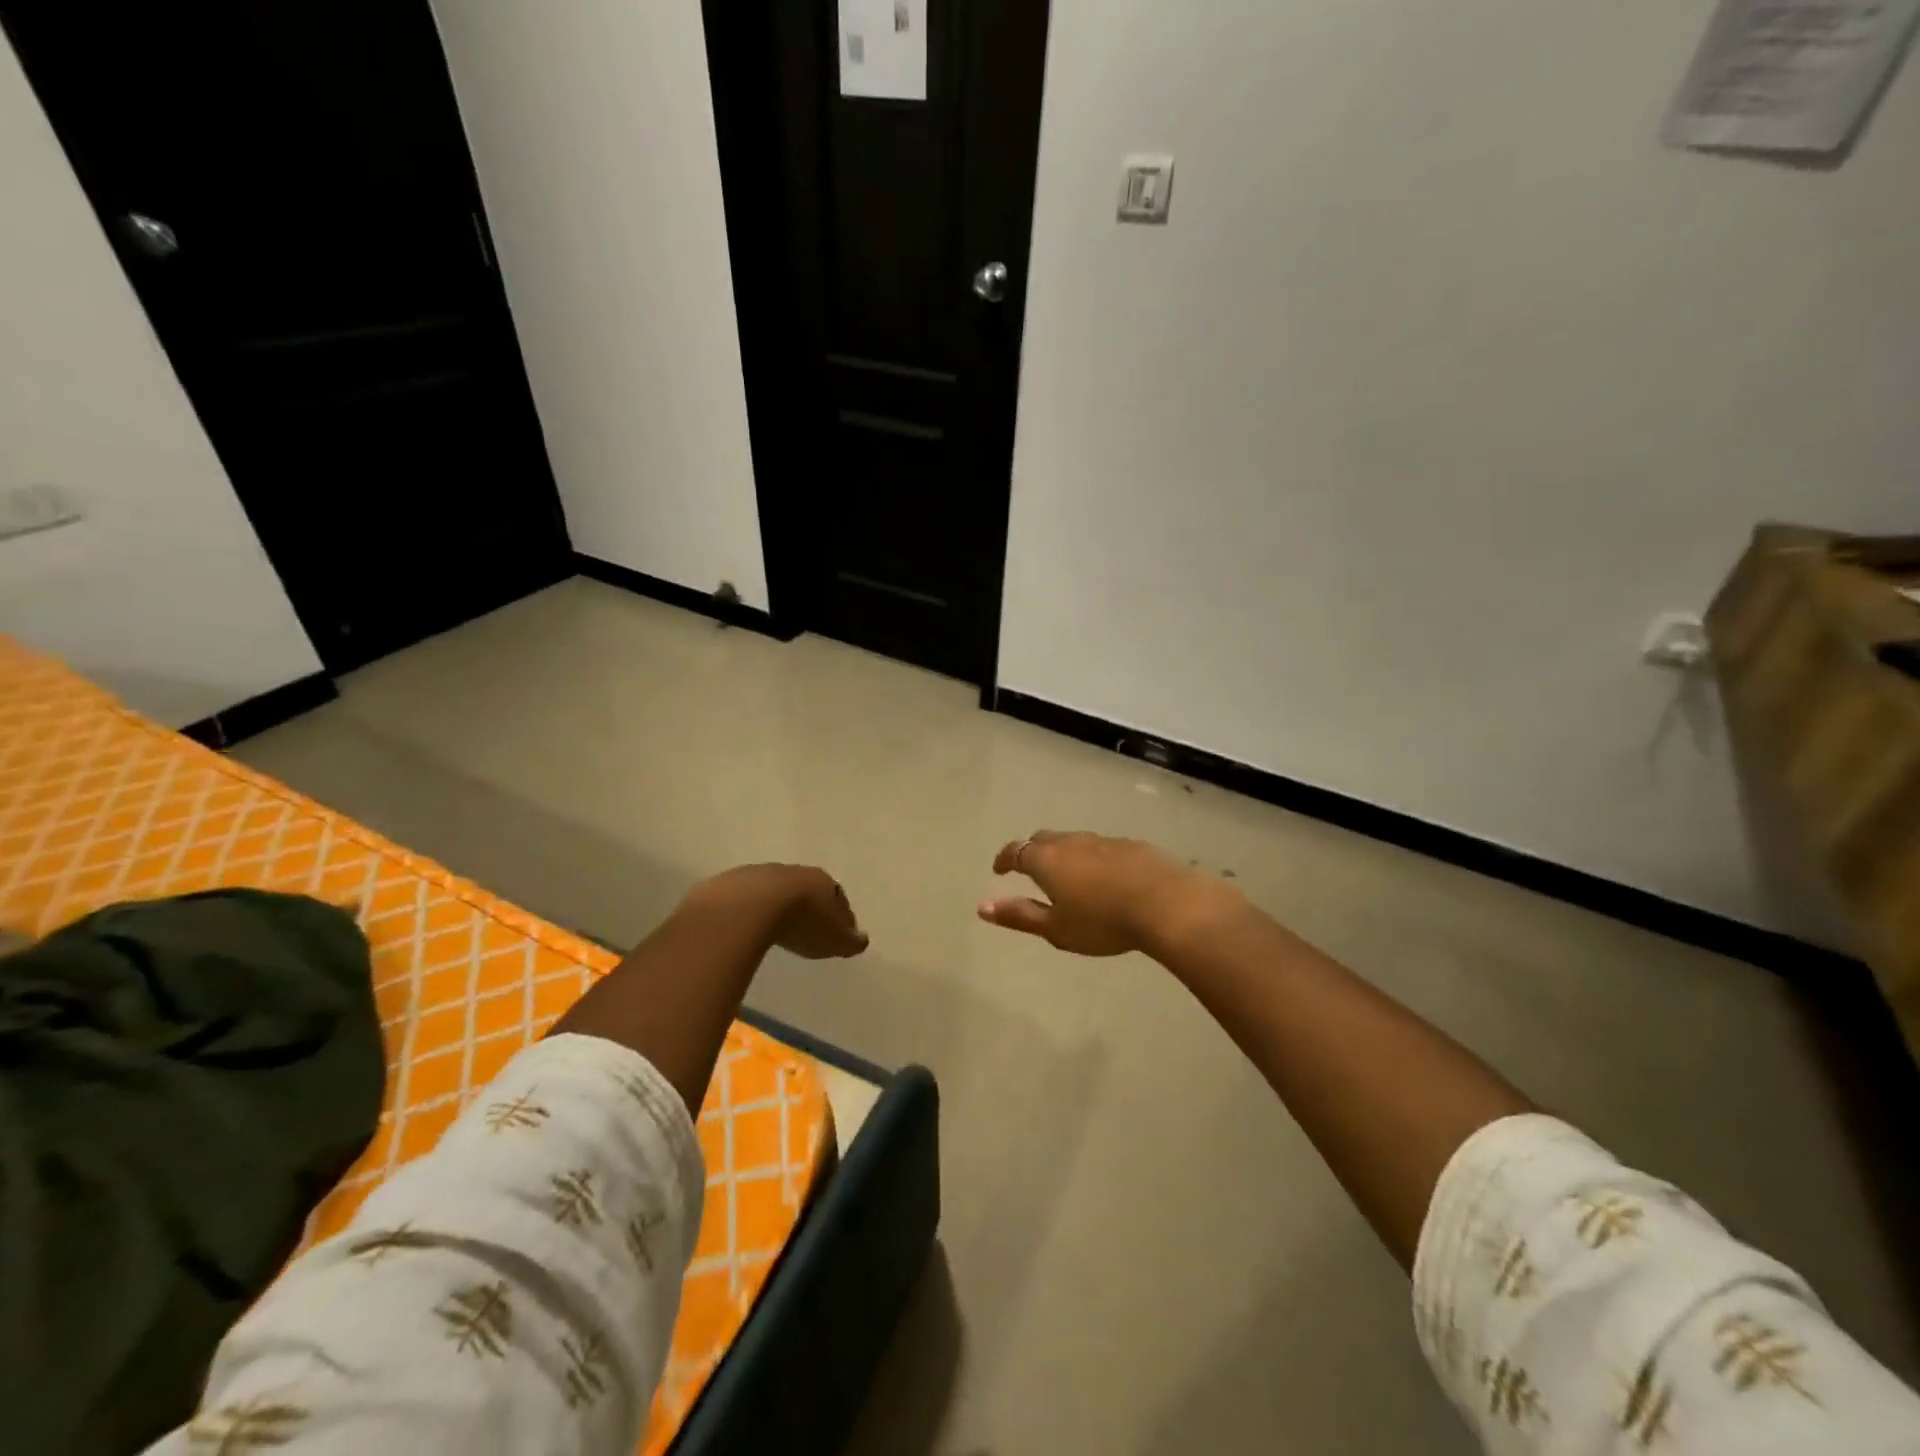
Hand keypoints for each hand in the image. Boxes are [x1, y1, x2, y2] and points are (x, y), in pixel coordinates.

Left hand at [691, 864, 868, 959]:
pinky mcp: (734, 883)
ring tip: (779, 926)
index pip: (838, 899)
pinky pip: (751, 898)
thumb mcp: (835, 939)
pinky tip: (751, 924)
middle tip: (810, 927)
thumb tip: (862, 940)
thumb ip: (851, 940)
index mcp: (825, 883)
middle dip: (811, 906)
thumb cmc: (802, 922)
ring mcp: (763, 874)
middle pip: (808, 890)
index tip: (838, 931)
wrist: (750, 906)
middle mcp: (797, 873)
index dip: (840, 916)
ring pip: (778, 891)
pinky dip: (755, 910)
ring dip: (781, 906)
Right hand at [978, 831, 1239, 957]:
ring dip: (1066, 855)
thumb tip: (982, 907)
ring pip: (1075, 841)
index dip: (1004, 859)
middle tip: (1031, 870)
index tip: (999, 869)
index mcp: (1047, 860)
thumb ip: (1019, 916)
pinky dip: (1095, 859)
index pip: (1016, 851)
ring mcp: (1104, 840)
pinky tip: (1107, 878)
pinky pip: (1103, 848)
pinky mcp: (1132, 845)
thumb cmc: (1103, 921)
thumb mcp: (1056, 928)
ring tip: (1070, 876)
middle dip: (1033, 852)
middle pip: (1044, 839)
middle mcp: (1072, 842)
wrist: (1166, 903)